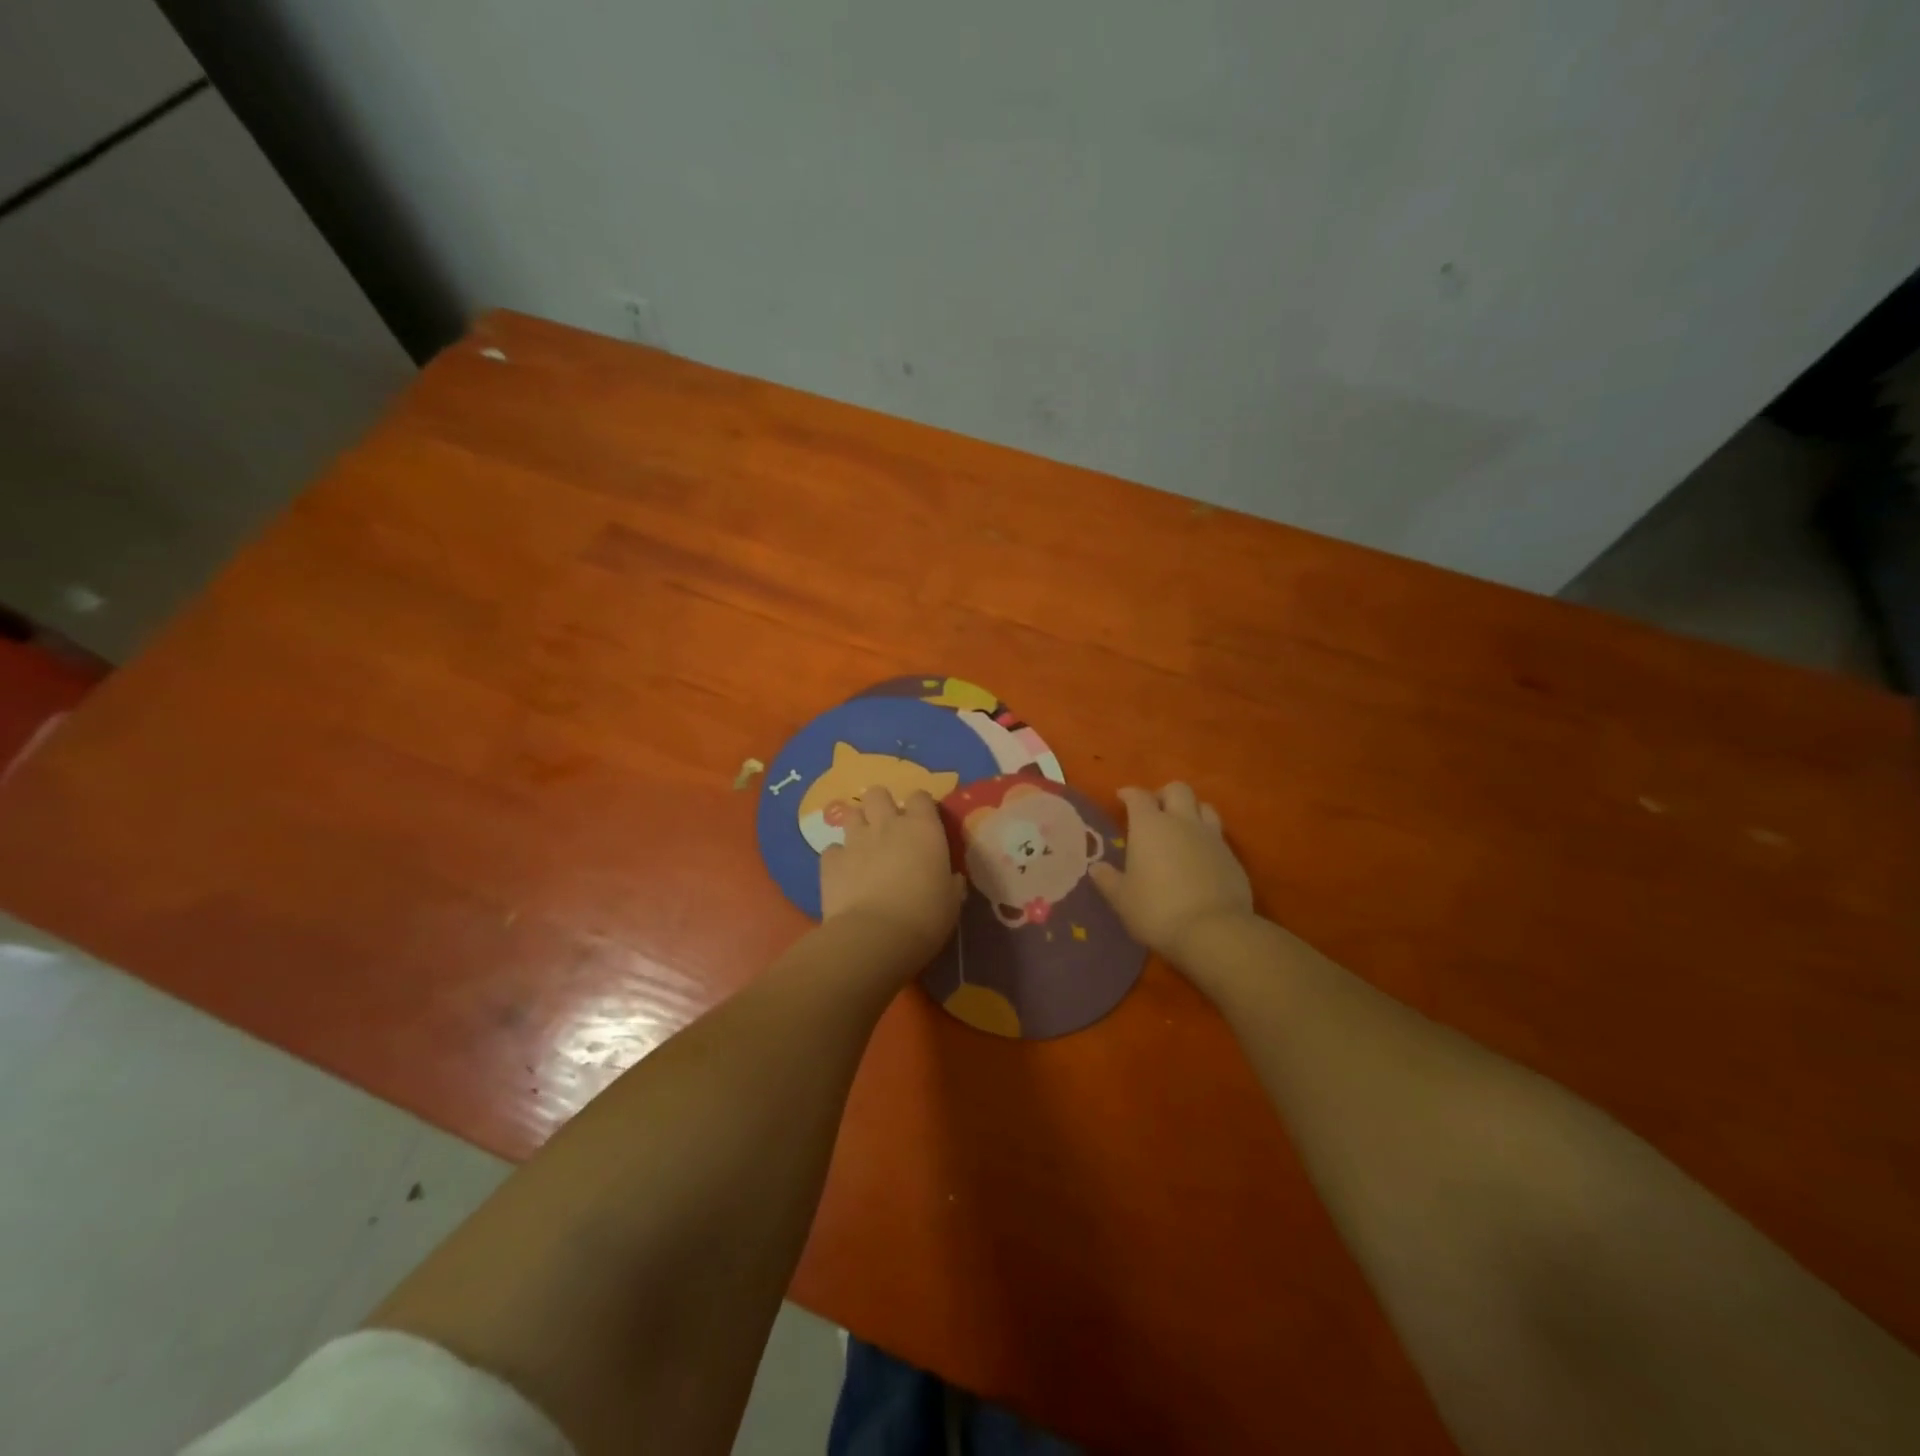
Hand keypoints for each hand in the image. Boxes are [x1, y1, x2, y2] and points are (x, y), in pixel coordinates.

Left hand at [819, 786, 965, 968]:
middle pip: (878, 794)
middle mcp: (887, 824)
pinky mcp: (830, 861)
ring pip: (851, 813)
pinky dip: (838, 858)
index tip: (923, 823)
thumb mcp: (951, 900)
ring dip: (858, 825)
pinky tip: (844, 873)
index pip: (920, 796)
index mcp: (923, 828)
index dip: (920, 807)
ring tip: (863, 845)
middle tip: (887, 827)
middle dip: (881, 805)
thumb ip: (949, 881)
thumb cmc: (925, 917)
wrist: (875, 936)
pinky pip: (832, 849)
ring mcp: (855, 840)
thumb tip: (951, 878)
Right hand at [1090, 783, 1254, 964]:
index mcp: (1150, 826)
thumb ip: (1108, 880)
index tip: (1122, 798)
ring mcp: (1212, 837)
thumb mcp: (1122, 899)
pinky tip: (1200, 857)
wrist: (1214, 930)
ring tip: (1181, 828)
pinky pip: (1218, 835)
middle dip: (1164, 795)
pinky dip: (1207, 838)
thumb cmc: (1157, 910)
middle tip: (1154, 811)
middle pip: (1177, 789)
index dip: (1129, 794)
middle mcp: (1182, 822)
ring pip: (1204, 806)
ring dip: (1191, 810)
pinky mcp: (1233, 857)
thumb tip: (1096, 868)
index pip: (1139, 796)